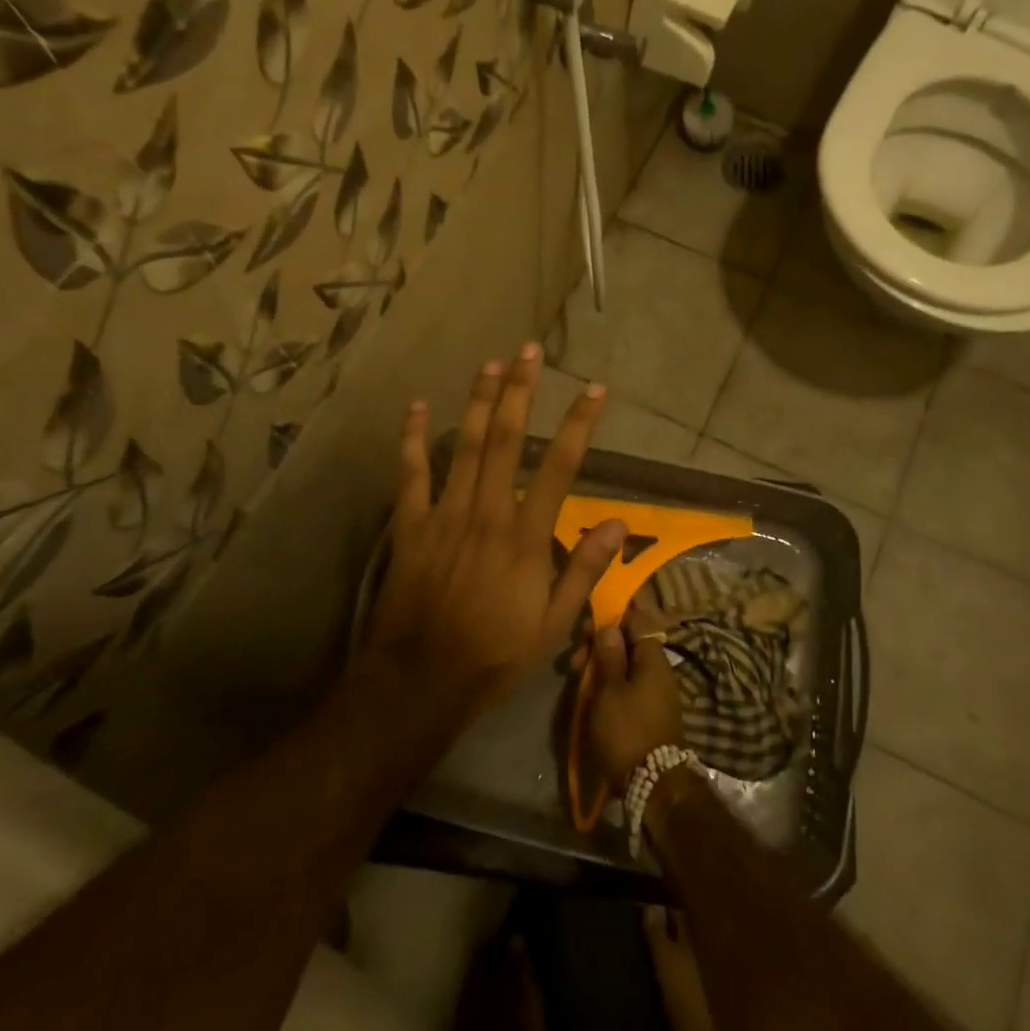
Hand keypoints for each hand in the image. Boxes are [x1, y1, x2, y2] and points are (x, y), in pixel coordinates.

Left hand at [366, 344, 627, 710]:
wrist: (421, 680)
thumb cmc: (494, 654)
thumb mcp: (553, 626)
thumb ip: (584, 570)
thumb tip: (618, 522)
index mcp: (525, 537)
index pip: (560, 467)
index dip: (579, 424)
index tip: (594, 390)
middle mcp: (487, 513)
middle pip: (506, 439)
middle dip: (519, 391)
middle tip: (528, 351)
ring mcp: (445, 514)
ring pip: (464, 445)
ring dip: (477, 401)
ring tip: (489, 363)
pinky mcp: (411, 524)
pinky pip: (412, 473)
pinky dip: (413, 438)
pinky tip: (416, 405)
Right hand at [584, 599, 686, 794]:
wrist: (653, 784)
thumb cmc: (627, 730)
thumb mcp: (609, 689)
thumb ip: (609, 654)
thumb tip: (610, 625)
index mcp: (653, 658)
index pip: (636, 621)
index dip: (611, 619)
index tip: (586, 627)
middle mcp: (659, 670)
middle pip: (628, 645)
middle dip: (600, 647)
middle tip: (574, 661)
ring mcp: (657, 692)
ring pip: (626, 667)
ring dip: (602, 668)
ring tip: (576, 679)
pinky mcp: (651, 712)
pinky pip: (630, 686)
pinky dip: (611, 686)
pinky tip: (592, 695)